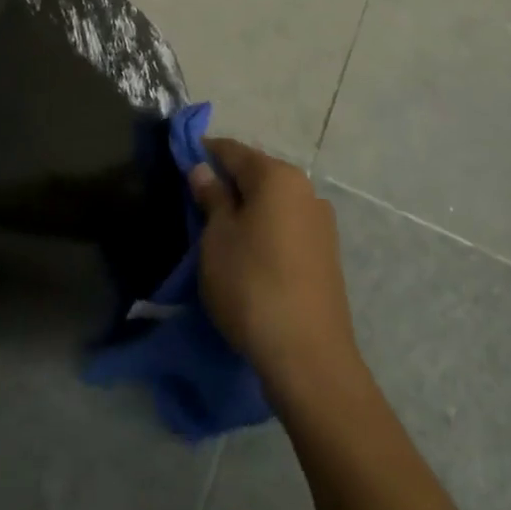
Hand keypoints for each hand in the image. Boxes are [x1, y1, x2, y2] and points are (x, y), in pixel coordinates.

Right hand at [189, 139, 362, 400]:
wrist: (309, 358)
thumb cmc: (252, 285)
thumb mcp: (218, 238)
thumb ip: (211, 197)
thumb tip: (203, 169)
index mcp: (277, 176)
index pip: (233, 151)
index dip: (205, 153)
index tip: (183, 162)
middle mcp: (305, 189)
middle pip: (257, 174)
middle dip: (228, 183)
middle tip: (198, 202)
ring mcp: (321, 222)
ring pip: (274, 202)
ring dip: (249, 209)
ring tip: (222, 232)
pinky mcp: (327, 254)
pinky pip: (288, 227)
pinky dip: (267, 230)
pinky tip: (251, 254)